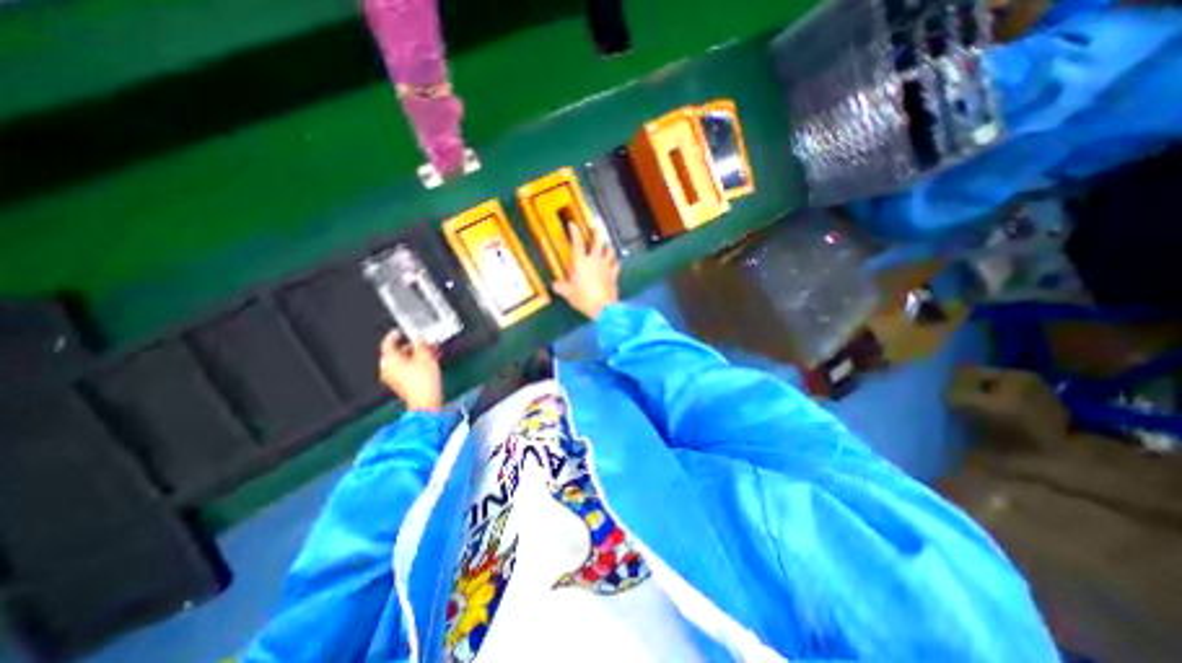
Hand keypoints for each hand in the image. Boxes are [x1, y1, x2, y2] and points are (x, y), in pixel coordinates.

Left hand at [382, 333, 446, 412]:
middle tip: (423, 341)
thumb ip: (422, 344)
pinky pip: (409, 369)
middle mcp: (388, 369)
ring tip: (431, 350)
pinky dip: (418, 363)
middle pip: (398, 353)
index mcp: (389, 360)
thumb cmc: (422, 381)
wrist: (426, 401)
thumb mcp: (425, 356)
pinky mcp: (404, 384)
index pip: (387, 343)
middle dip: (412, 346)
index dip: (395, 335)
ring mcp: (395, 378)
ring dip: (418, 355)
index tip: (400, 331)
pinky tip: (431, 360)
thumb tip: (420, 338)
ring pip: (405, 361)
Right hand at [553, 227, 620, 320]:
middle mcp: (594, 260)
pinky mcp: (614, 274)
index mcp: (581, 262)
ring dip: (608, 247)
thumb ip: (561, 287)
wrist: (603, 307)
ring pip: (610, 251)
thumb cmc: (583, 298)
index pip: (577, 243)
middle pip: (598, 242)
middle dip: (597, 232)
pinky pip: (617, 264)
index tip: (573, 224)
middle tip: (597, 226)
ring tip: (606, 245)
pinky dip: (615, 262)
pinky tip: (615, 262)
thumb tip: (554, 285)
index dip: (575, 233)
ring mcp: (606, 266)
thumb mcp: (568, 293)